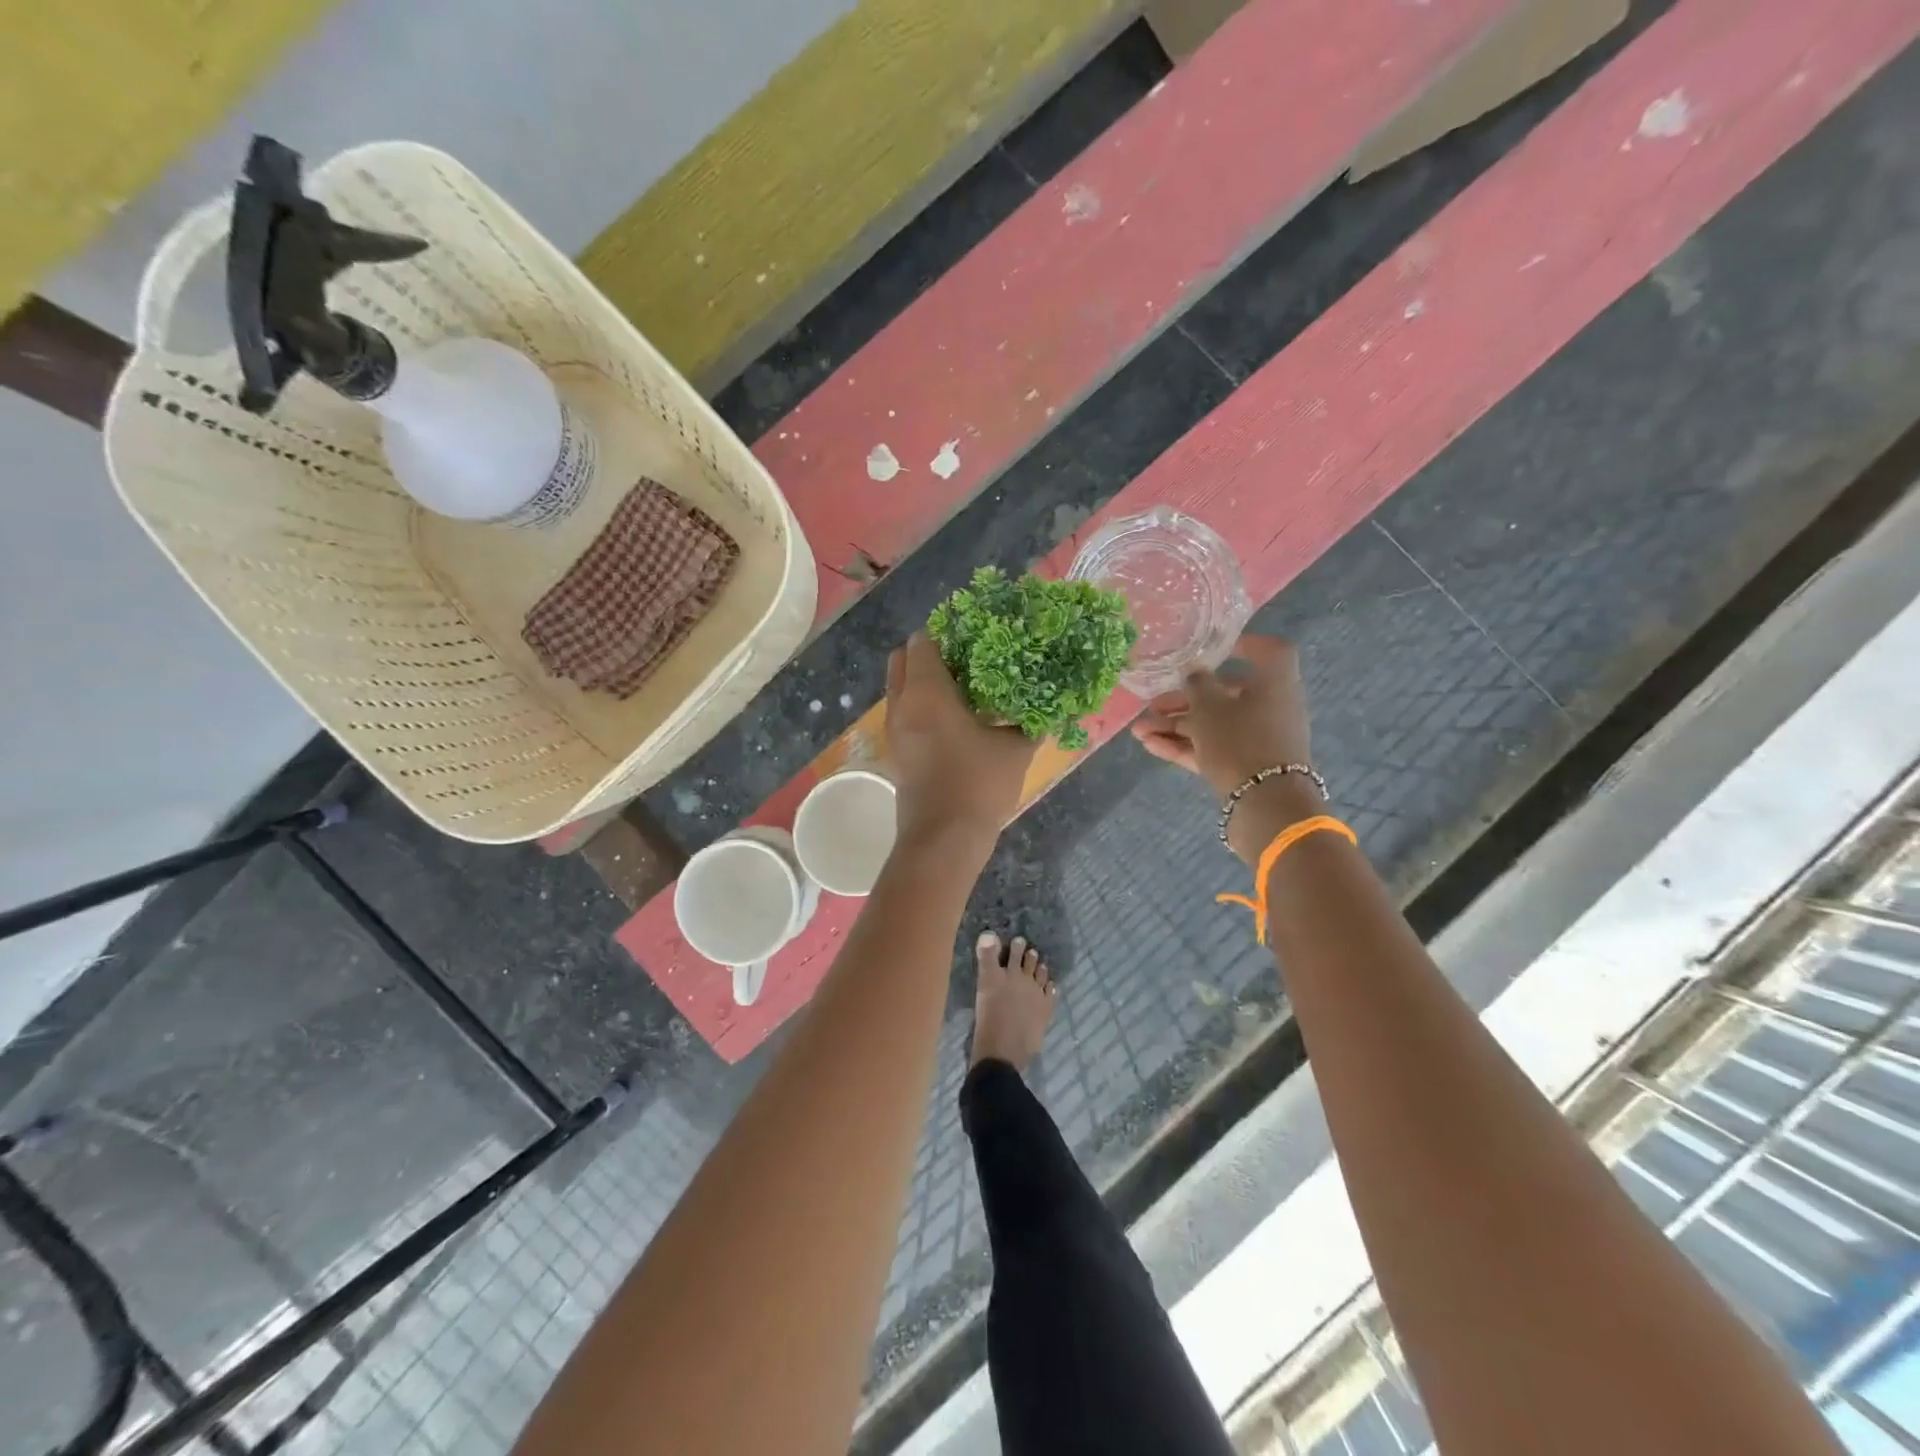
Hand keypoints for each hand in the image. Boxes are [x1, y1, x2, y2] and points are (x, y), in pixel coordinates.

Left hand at [886, 633, 1036, 852]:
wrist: (943, 840)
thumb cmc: (978, 785)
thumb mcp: (1016, 750)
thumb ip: (1032, 722)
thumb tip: (1052, 705)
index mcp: (926, 692)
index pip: (922, 642)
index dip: (946, 633)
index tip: (974, 637)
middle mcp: (902, 704)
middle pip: (902, 660)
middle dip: (929, 653)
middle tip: (967, 660)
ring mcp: (895, 730)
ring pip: (901, 688)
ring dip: (924, 681)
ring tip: (965, 689)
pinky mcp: (897, 752)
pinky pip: (904, 713)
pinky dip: (921, 706)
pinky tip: (956, 720)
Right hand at [1131, 635, 1311, 795]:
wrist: (1266, 804)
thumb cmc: (1240, 740)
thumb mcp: (1210, 706)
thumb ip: (1197, 684)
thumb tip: (1194, 672)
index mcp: (1273, 683)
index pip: (1269, 652)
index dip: (1245, 645)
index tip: (1214, 648)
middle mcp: (1269, 708)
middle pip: (1226, 694)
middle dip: (1185, 699)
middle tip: (1153, 703)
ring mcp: (1257, 740)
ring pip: (1213, 725)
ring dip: (1176, 725)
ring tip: (1139, 731)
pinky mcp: (1244, 766)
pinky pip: (1212, 748)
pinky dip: (1184, 745)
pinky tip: (1150, 745)